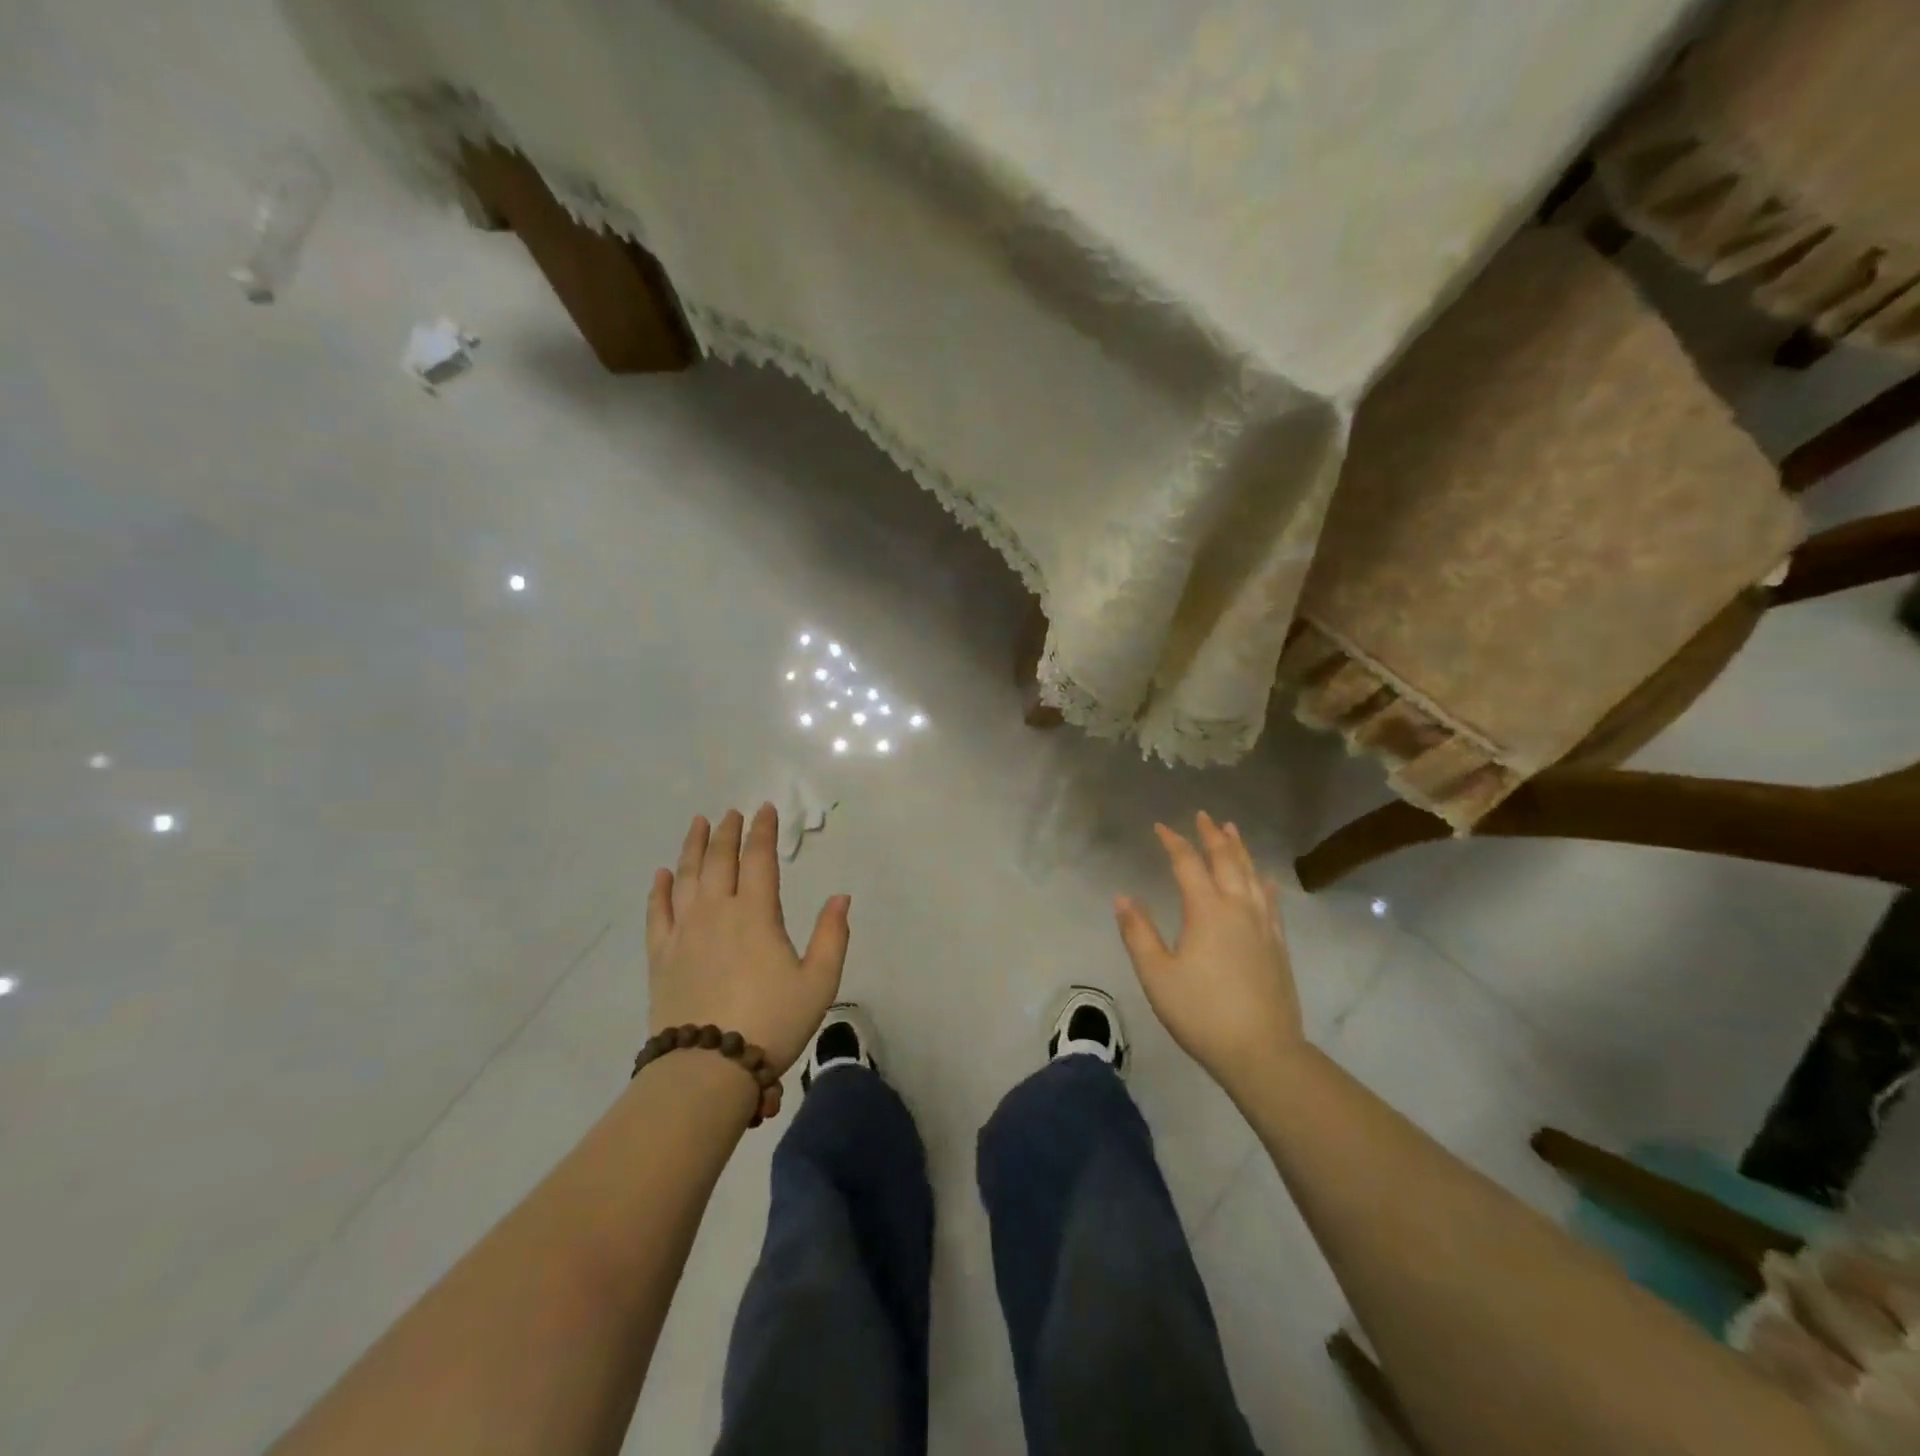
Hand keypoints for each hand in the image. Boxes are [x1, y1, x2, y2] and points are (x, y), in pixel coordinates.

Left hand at [646, 805, 850, 1111]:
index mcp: (756, 914)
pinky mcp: (661, 955)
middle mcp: (717, 912)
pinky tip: (662, 874)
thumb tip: (841, 896)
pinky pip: (657, 912)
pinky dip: (659, 889)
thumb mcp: (819, 982)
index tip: (765, 810)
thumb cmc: (772, 1022)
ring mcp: (684, 932)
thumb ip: (832, 936)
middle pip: (719, 860)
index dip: (764, 831)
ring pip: (686, 877)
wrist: (708, 1068)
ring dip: (692, 847)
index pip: (760, 859)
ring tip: (698, 824)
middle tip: (732, 813)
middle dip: (727, 832)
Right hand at [1114, 811, 1303, 1094]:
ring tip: (1232, 830)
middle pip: (1226, 860)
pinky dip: (1262, 880)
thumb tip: (1123, 897)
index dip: (1173, 842)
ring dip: (1240, 849)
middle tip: (1203, 816)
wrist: (1262, 1052)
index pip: (1188, 864)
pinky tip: (1263, 877)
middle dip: (1212, 836)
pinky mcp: (1277, 944)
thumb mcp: (1157, 975)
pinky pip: (1270, 899)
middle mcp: (1238, 908)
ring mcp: (1263, 925)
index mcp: (1207, 910)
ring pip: (1251, 875)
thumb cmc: (1201, 1012)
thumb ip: (1138, 932)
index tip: (1160, 827)